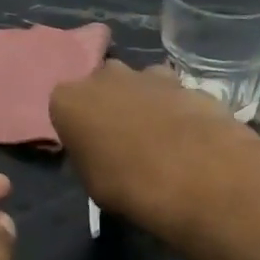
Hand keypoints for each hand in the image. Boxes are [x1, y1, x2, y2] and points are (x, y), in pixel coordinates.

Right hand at [49, 61, 259, 232]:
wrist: (194, 174)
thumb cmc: (128, 185)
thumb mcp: (91, 184)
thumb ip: (89, 156)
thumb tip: (100, 153)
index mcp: (69, 100)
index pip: (64, 108)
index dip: (78, 129)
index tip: (91, 149)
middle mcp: (104, 76)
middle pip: (102, 87)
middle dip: (111, 107)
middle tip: (125, 142)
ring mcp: (148, 74)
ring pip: (139, 85)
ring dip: (145, 105)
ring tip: (160, 141)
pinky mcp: (186, 81)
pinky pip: (173, 95)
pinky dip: (176, 110)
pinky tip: (188, 138)